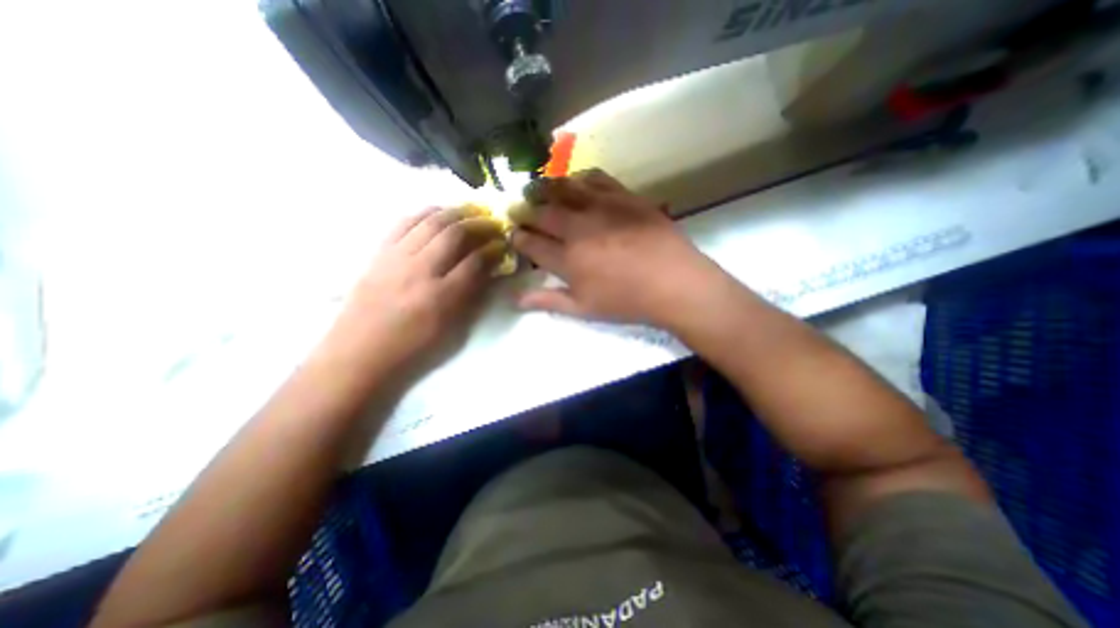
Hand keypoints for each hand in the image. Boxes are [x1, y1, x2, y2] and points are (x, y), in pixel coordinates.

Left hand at [327, 209, 505, 376]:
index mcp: (442, 297)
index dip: (494, 249)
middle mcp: (420, 271)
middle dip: (479, 224)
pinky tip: (437, 214)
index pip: (476, 261)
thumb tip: (489, 271)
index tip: (504, 244)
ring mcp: (396, 258)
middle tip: (493, 223)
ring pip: (430, 222)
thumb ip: (473, 298)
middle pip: (454, 234)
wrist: (359, 355)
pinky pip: (403, 223)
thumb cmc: (413, 350)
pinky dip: (424, 213)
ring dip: (455, 213)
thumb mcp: (453, 332)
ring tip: (470, 212)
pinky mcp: (379, 253)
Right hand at [513, 169, 730, 331]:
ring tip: (536, 186)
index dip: (518, 238)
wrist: (674, 283)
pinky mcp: (623, 196)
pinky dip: (580, 177)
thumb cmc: (627, 301)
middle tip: (518, 206)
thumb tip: (515, 299)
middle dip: (525, 209)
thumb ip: (549, 301)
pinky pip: (596, 178)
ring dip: (545, 187)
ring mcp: (601, 208)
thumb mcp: (585, 309)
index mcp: (567, 259)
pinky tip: (575, 180)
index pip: (532, 244)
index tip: (513, 233)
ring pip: (564, 189)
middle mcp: (578, 228)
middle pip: (542, 213)